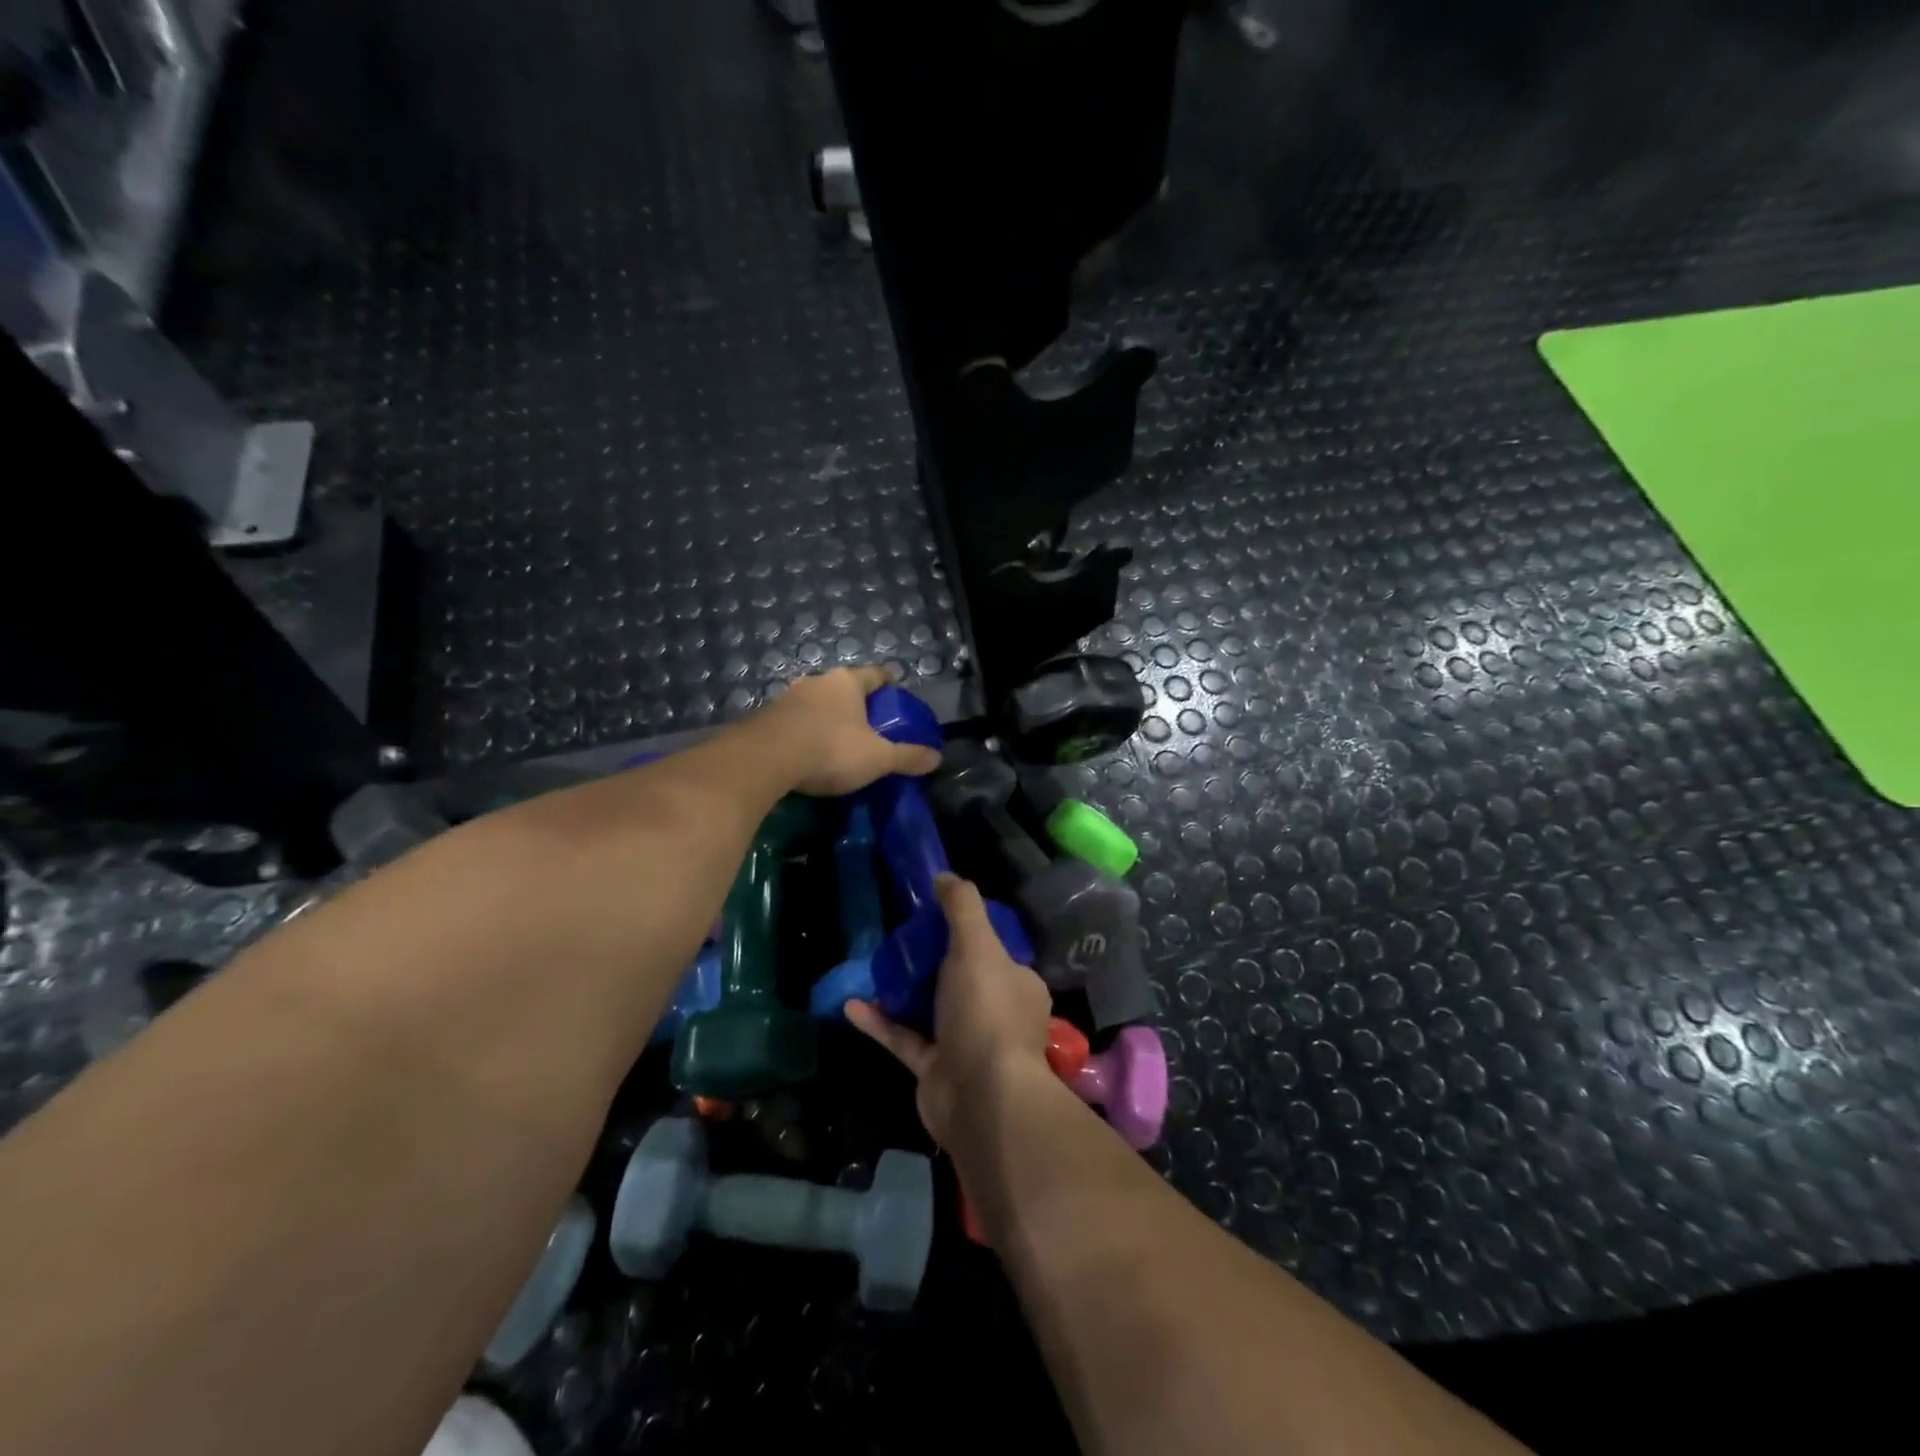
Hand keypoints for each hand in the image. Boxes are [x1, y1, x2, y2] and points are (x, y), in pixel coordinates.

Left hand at [757, 665, 941, 796]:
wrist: (765, 759)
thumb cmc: (831, 749)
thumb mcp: (878, 758)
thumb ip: (907, 756)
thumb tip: (938, 758)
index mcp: (847, 682)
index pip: (875, 674)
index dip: (888, 682)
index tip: (896, 689)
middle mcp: (817, 682)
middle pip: (843, 687)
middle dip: (856, 702)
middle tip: (869, 722)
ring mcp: (788, 698)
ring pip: (816, 703)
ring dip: (827, 717)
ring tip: (838, 738)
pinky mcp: (765, 718)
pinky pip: (795, 721)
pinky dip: (805, 732)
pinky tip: (808, 751)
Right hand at [847, 874, 1052, 1146]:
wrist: (980, 1097)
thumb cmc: (986, 1011)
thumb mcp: (977, 945)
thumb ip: (962, 907)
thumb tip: (945, 875)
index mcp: (1017, 984)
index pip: (994, 951)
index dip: (967, 933)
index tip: (934, 916)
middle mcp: (995, 1013)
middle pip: (959, 979)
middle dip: (929, 961)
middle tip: (897, 939)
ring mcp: (965, 1045)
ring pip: (930, 1010)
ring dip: (901, 991)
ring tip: (872, 966)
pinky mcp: (935, 1070)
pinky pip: (904, 1039)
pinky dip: (881, 1022)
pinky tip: (851, 1004)